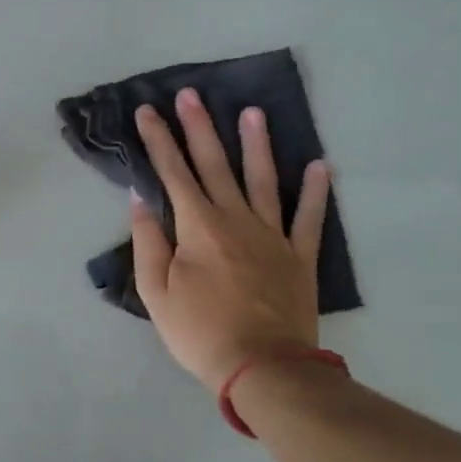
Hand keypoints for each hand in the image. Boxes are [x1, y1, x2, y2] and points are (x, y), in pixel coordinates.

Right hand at [129, 89, 331, 392]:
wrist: (262, 367)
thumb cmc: (199, 331)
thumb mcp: (155, 291)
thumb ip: (148, 241)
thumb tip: (141, 198)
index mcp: (197, 226)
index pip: (173, 173)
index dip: (158, 140)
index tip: (147, 111)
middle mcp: (235, 219)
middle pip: (215, 164)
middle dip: (199, 127)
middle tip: (191, 94)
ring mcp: (272, 235)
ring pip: (263, 179)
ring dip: (256, 144)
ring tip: (253, 112)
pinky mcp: (299, 255)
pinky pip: (309, 217)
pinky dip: (316, 191)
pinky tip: (320, 165)